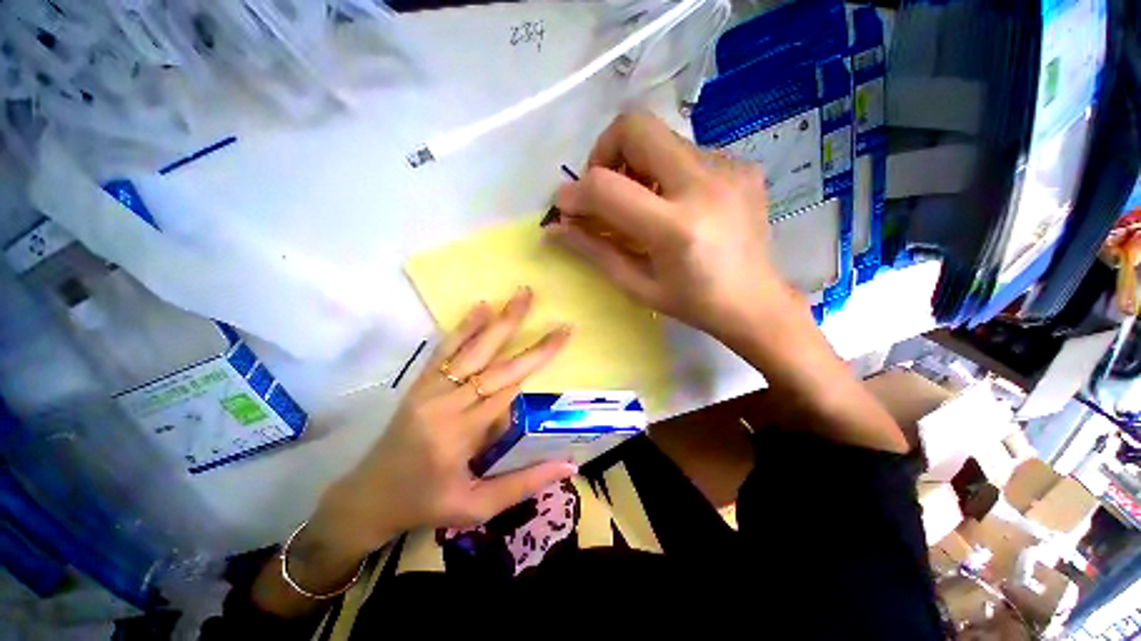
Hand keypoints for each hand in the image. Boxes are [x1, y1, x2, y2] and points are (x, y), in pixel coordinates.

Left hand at [318, 289, 576, 554]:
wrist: (367, 498)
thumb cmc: (426, 504)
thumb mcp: (476, 507)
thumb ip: (524, 484)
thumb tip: (570, 466)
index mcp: (460, 435)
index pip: (508, 388)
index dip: (537, 359)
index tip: (562, 335)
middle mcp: (445, 405)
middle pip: (494, 363)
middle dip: (525, 335)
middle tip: (547, 310)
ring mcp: (429, 390)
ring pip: (470, 349)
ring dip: (498, 320)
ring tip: (520, 295)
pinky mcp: (420, 384)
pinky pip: (445, 350)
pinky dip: (465, 327)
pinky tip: (481, 306)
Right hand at [547, 111, 798, 344]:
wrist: (756, 302)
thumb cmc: (693, 303)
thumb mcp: (637, 285)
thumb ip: (594, 251)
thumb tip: (555, 228)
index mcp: (676, 228)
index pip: (606, 187)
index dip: (575, 192)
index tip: (566, 206)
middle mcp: (704, 185)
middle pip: (635, 127)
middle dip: (604, 152)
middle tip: (605, 190)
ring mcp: (729, 168)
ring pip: (660, 137)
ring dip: (635, 164)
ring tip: (640, 203)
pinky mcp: (741, 165)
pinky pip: (686, 151)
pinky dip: (665, 172)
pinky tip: (673, 204)